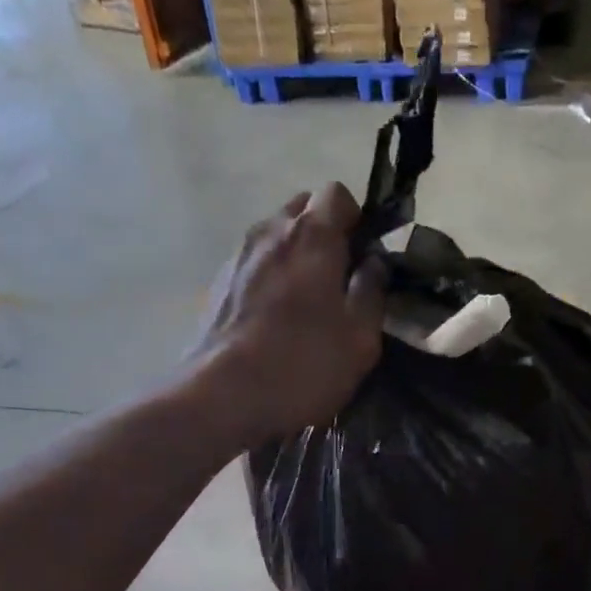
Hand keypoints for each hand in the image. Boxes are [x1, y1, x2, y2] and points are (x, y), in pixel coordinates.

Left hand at [193, 183, 387, 447]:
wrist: (222, 396)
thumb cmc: (302, 365)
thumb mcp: (359, 339)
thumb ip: (371, 292)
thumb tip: (374, 263)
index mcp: (311, 236)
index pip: (336, 194)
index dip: (356, 219)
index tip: (364, 255)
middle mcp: (269, 232)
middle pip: (302, 209)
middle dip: (324, 233)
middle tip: (339, 278)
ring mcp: (237, 256)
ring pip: (274, 236)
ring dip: (294, 256)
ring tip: (305, 301)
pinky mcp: (216, 284)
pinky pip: (253, 264)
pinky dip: (269, 277)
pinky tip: (274, 319)